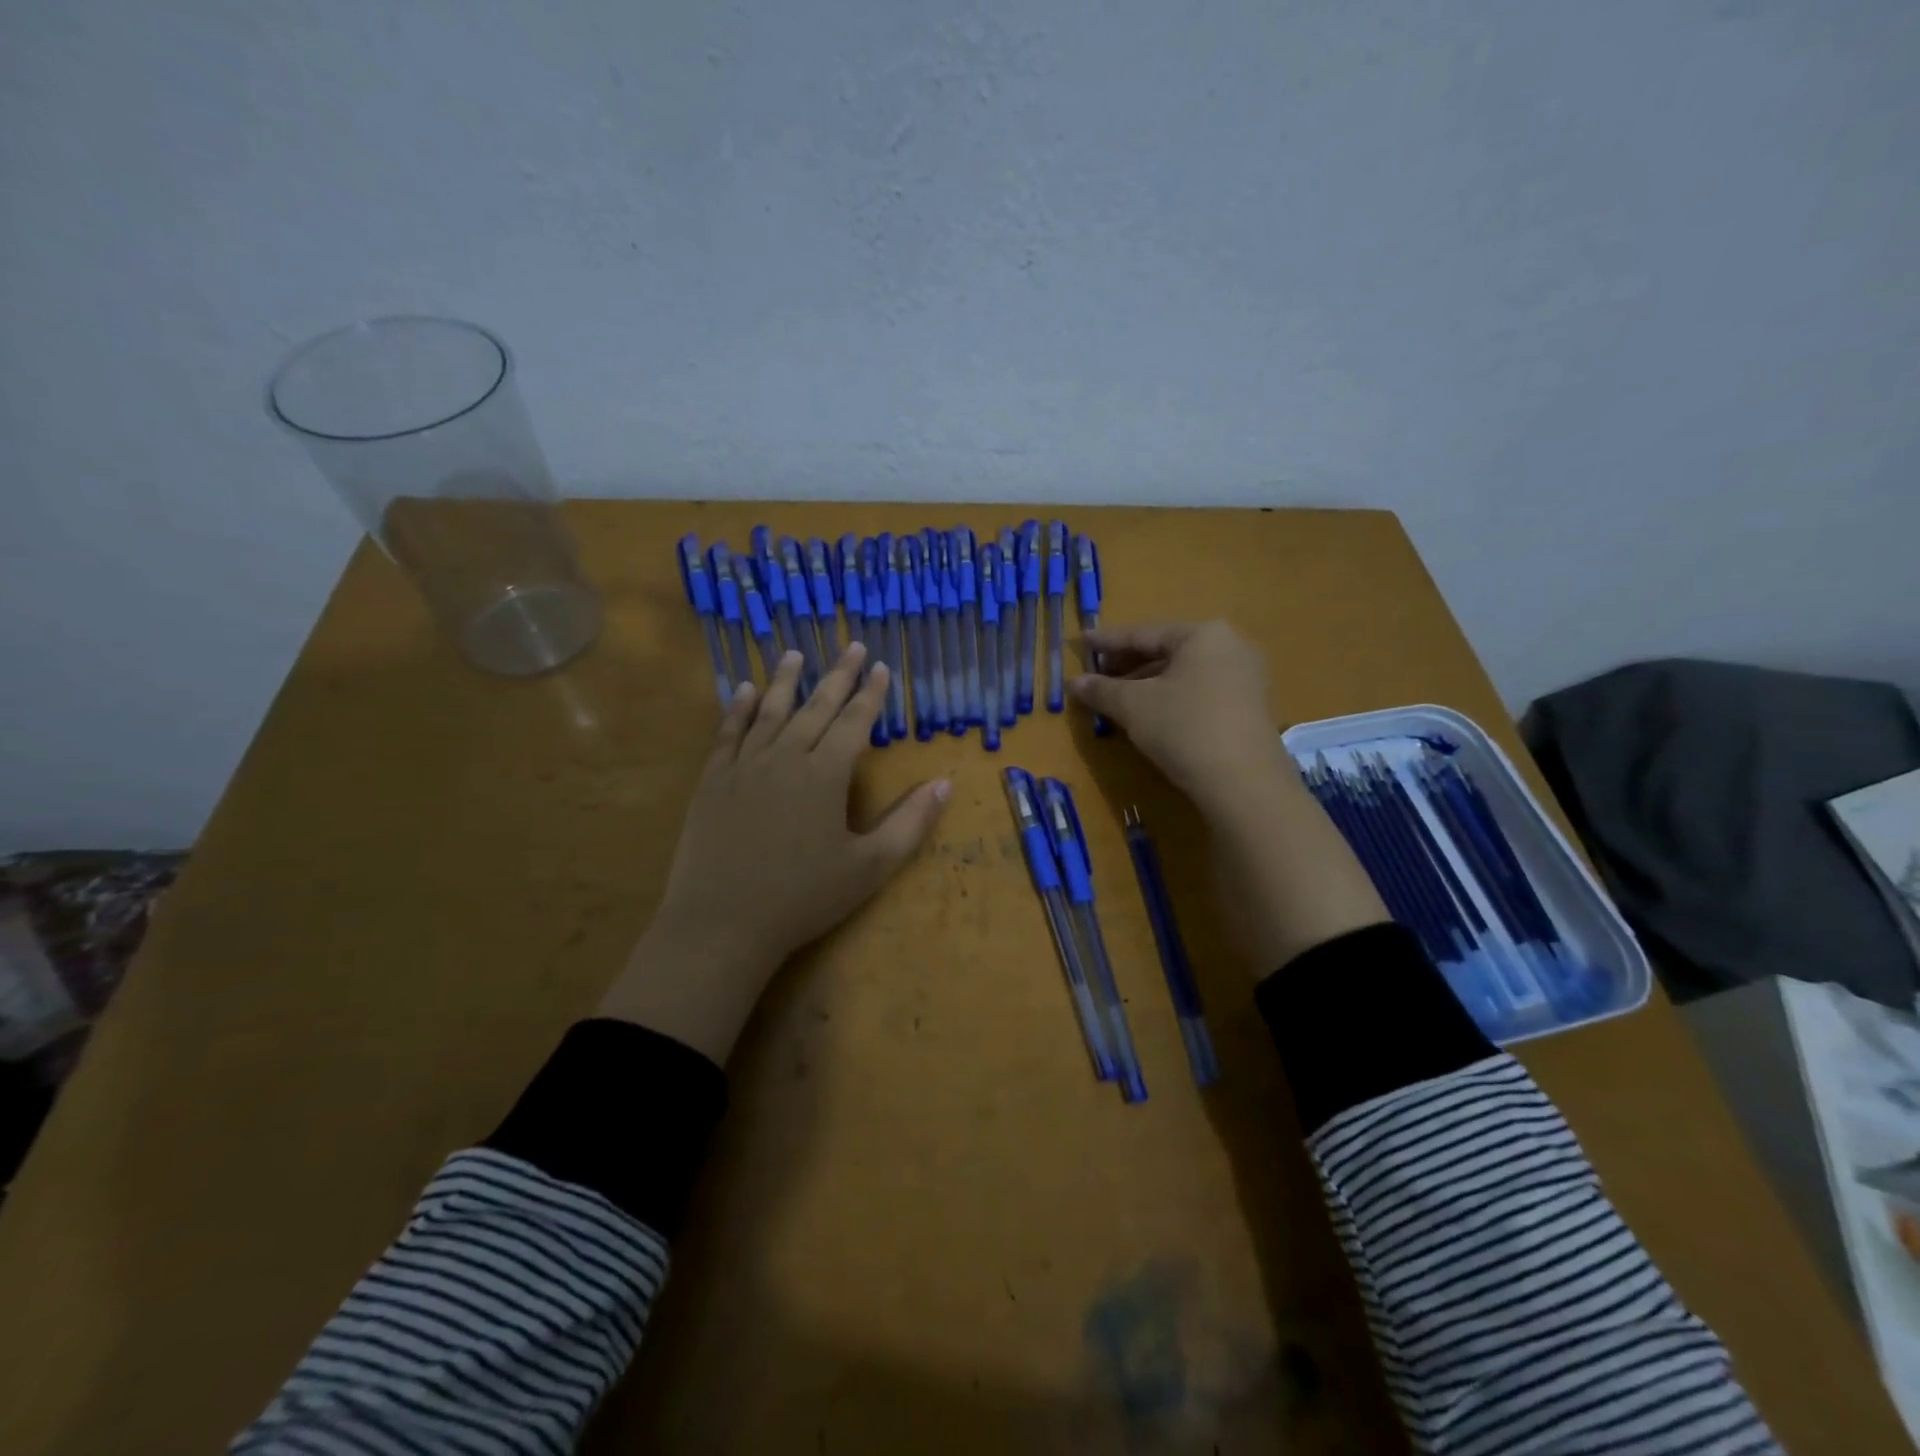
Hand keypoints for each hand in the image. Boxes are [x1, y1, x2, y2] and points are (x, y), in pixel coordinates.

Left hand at [598, 643, 949, 1061]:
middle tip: (851, 647)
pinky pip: (728, 733)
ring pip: (770, 711)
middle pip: (816, 707)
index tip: (881, 667)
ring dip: (786, 681)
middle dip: (837, 676)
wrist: (722, 923)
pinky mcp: (714, 780)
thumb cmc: (803, 898)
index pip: (854, 722)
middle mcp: (786, 757)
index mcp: (826, 774)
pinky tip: (744, 690)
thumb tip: (945, 784)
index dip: (871, 694)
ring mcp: (745, 766)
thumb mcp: (869, 867)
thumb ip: (910, 823)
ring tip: (796, 654)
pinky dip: (738, 708)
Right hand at [1070, 621, 1290, 814]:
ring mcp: (1245, 678)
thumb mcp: (1133, 706)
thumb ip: (1102, 689)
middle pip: (1167, 651)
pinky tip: (1150, 714)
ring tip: (1117, 697)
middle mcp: (1230, 647)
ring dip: (1148, 683)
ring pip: (1184, 673)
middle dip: (1129, 664)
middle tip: (1097, 673)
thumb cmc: (1184, 728)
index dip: (1108, 640)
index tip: (1083, 641)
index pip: (1144, 633)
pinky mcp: (1249, 708)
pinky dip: (1171, 697)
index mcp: (1202, 635)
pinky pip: (1200, 692)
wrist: (1244, 782)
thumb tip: (1074, 683)